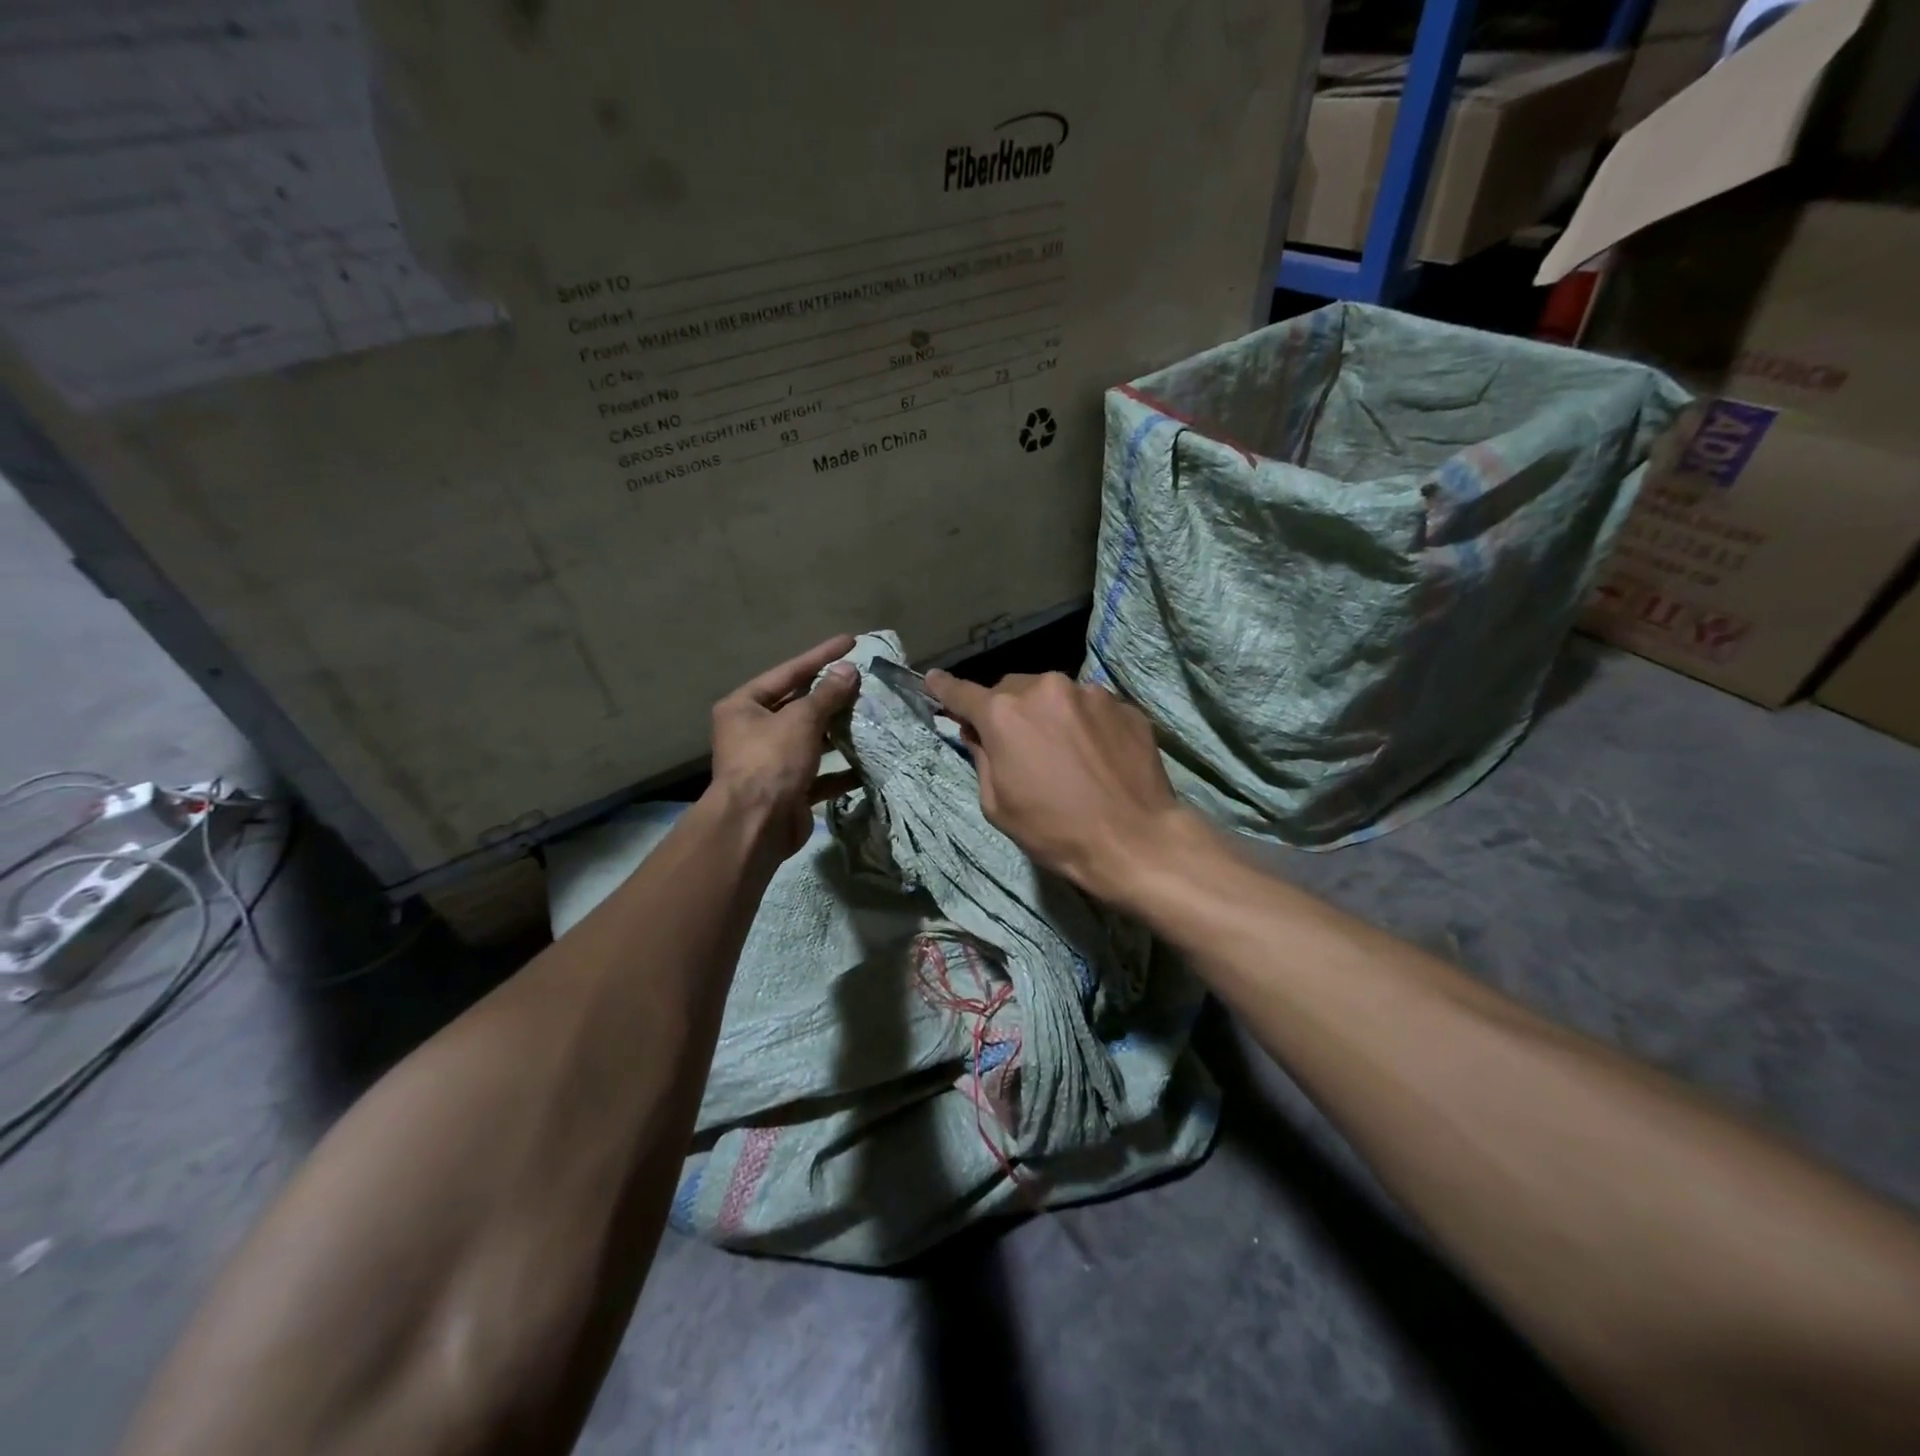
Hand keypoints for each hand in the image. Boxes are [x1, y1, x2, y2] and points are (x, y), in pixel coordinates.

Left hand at [709, 635, 860, 861]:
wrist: (756, 825)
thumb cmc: (771, 761)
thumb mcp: (801, 720)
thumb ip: (827, 694)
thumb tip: (848, 670)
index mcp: (744, 706)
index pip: (788, 672)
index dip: (820, 656)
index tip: (850, 642)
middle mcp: (753, 731)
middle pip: (799, 706)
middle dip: (832, 696)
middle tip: (865, 682)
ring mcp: (771, 762)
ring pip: (811, 739)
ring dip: (839, 732)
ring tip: (871, 717)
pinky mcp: (789, 790)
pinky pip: (819, 773)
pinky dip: (841, 770)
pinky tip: (867, 764)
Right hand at [924, 669, 1194, 903]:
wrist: (1134, 840)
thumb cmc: (1055, 831)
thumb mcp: (998, 805)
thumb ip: (982, 758)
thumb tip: (977, 733)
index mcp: (1005, 714)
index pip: (962, 693)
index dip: (944, 689)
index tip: (932, 681)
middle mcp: (1045, 689)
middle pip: (1012, 690)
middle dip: (1007, 710)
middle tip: (1016, 743)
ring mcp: (1089, 693)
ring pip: (1054, 695)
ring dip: (1048, 714)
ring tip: (1064, 752)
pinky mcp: (1123, 705)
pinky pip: (1090, 707)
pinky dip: (1084, 723)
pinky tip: (1096, 755)